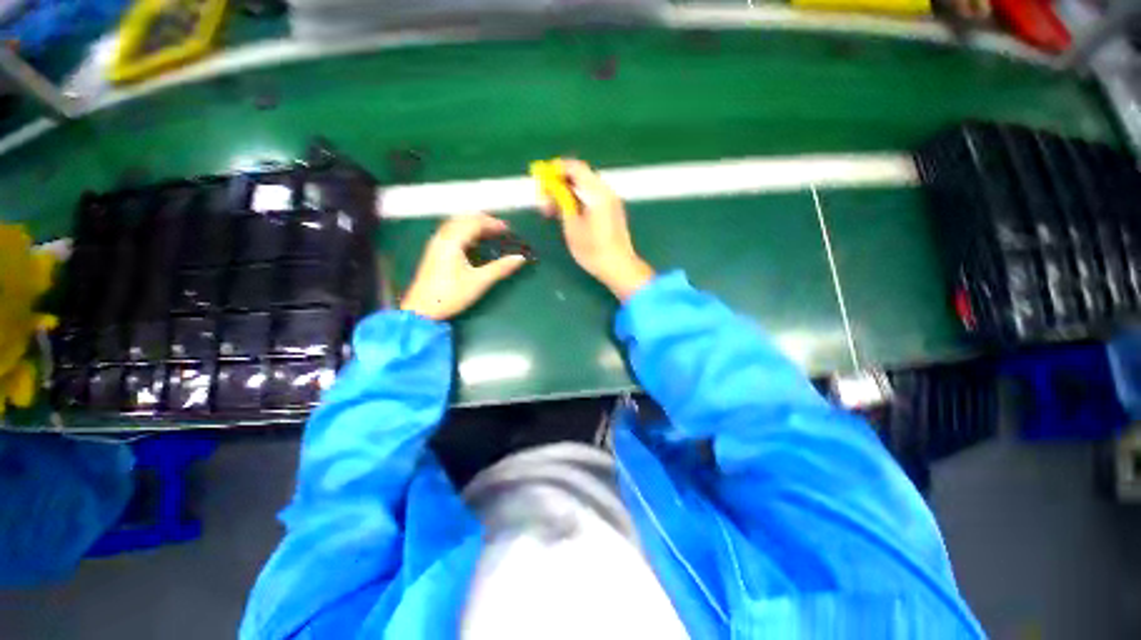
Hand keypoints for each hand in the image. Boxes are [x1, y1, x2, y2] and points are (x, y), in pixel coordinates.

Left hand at [400, 214, 526, 320]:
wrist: (422, 310)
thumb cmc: (451, 294)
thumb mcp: (479, 281)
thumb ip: (500, 268)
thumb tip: (520, 258)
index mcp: (452, 241)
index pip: (474, 223)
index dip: (492, 223)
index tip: (507, 229)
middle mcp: (442, 238)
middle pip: (462, 219)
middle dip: (482, 220)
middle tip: (498, 227)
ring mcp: (435, 244)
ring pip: (454, 225)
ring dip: (471, 224)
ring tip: (487, 232)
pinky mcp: (433, 253)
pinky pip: (449, 232)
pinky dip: (463, 231)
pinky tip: (471, 242)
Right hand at [540, 160, 654, 300]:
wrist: (619, 267)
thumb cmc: (593, 250)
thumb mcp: (571, 227)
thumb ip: (561, 203)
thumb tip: (551, 188)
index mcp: (597, 193)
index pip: (575, 167)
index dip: (556, 170)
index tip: (542, 180)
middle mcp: (606, 191)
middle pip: (580, 176)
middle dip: (560, 183)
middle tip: (545, 199)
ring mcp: (612, 201)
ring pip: (585, 187)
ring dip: (568, 192)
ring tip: (554, 209)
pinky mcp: (613, 210)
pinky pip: (592, 196)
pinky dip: (578, 199)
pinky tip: (569, 214)